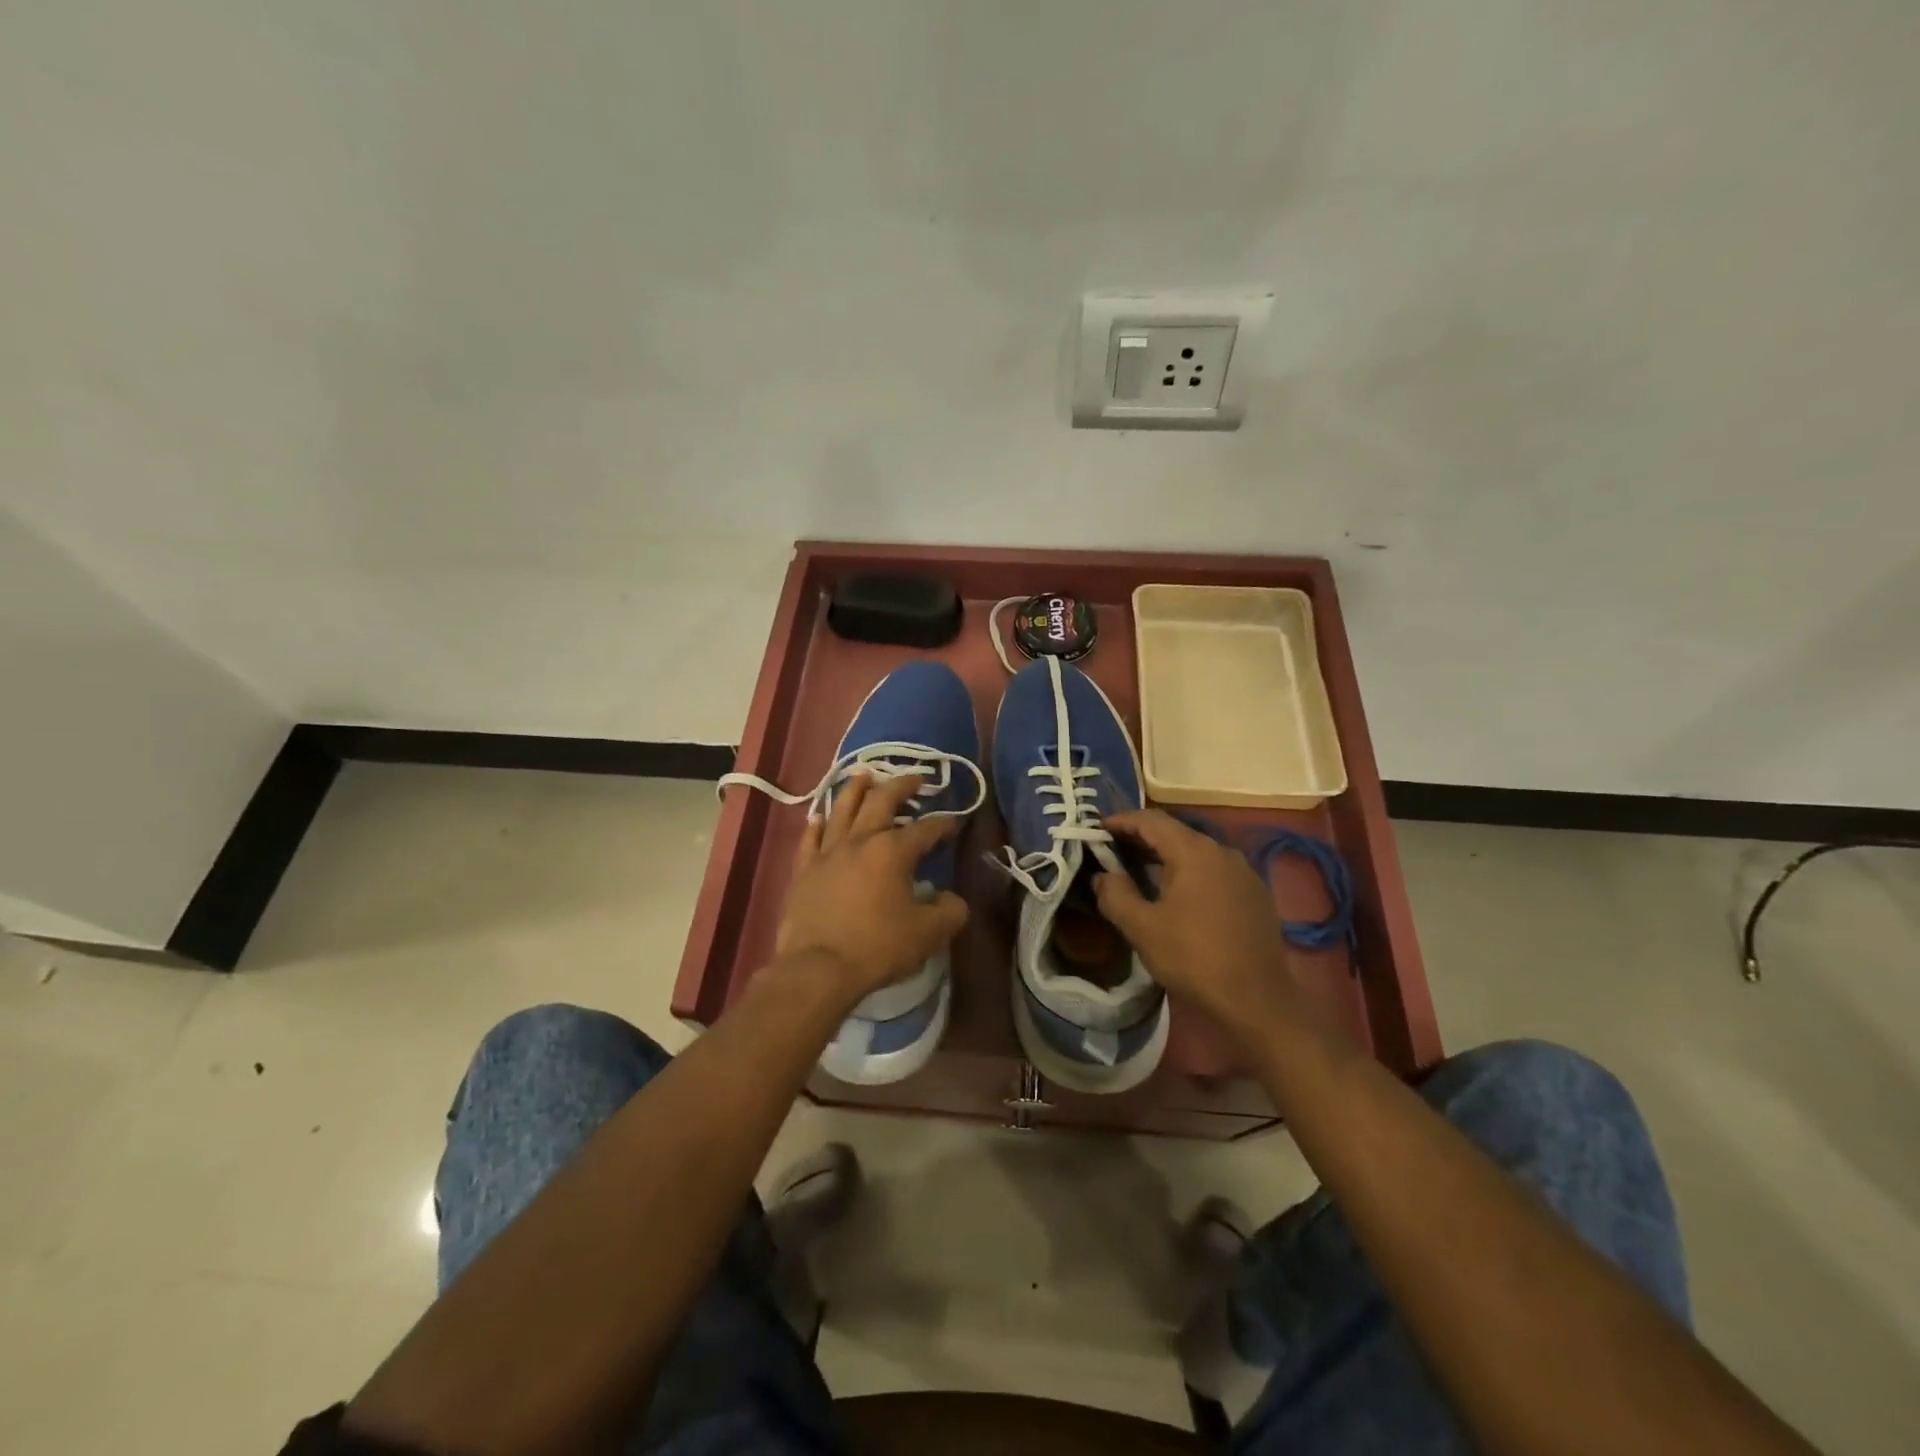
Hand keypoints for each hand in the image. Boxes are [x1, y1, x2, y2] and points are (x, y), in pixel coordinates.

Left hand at [774, 770, 968, 1003]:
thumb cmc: (877, 948)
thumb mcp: (928, 934)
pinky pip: (810, 838)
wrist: (818, 969)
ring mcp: (827, 852)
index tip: (954, 822)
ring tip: (865, 774)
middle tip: (915, 778)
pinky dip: (817, 823)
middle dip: (901, 786)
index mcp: (893, 851)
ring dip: (856, 789)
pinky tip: (820, 815)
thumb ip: (949, 912)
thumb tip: (952, 900)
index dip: (943, 823)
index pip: (925, 829)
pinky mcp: (804, 870)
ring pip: (842, 809)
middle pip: (881, 802)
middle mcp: (860, 841)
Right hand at [1092, 809, 1308, 1033]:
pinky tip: (1178, 895)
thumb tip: (1102, 875)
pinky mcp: (1256, 895)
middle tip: (1113, 850)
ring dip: (1167, 857)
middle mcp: (1223, 851)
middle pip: (1176, 833)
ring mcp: (1244, 873)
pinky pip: (1215, 871)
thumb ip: (1115, 894)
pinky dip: (1190, 873)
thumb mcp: (1142, 928)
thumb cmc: (1194, 958)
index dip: (1122, 821)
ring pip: (1197, 852)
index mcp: (1194, 852)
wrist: (1257, 1001)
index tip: (1098, 829)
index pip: (1152, 820)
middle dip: (1142, 838)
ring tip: (1141, 871)